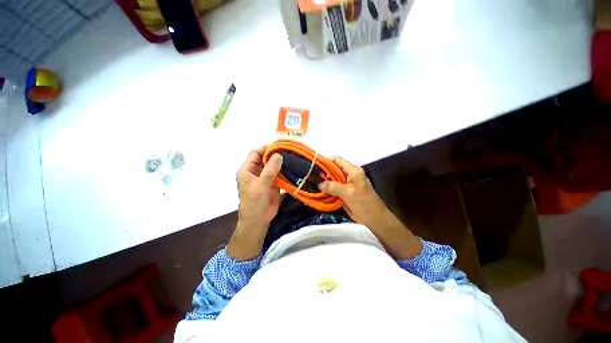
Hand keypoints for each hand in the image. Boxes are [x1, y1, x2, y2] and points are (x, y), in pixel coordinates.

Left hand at [228, 147, 282, 259]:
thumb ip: (270, 170)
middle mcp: (256, 172)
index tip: (279, 146)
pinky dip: (285, 171)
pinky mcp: (273, 184)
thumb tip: (278, 155)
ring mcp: (265, 178)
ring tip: (293, 157)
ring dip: (281, 162)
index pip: (255, 153)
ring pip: (273, 166)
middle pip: (265, 158)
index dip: (265, 148)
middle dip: (275, 154)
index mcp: (247, 170)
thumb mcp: (260, 185)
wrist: (258, 220)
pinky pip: (279, 174)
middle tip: (289, 151)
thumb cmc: (254, 203)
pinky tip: (293, 168)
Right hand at [318, 157, 385, 228]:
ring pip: (332, 179)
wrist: (373, 218)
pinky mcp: (343, 192)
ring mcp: (345, 184)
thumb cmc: (364, 202)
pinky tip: (317, 191)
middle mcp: (348, 175)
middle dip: (322, 171)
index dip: (326, 160)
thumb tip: (319, 184)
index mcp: (352, 171)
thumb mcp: (348, 193)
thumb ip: (333, 187)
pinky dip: (326, 189)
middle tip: (310, 174)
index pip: (337, 160)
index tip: (314, 162)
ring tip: (311, 182)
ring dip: (323, 181)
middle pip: (333, 169)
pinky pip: (332, 188)